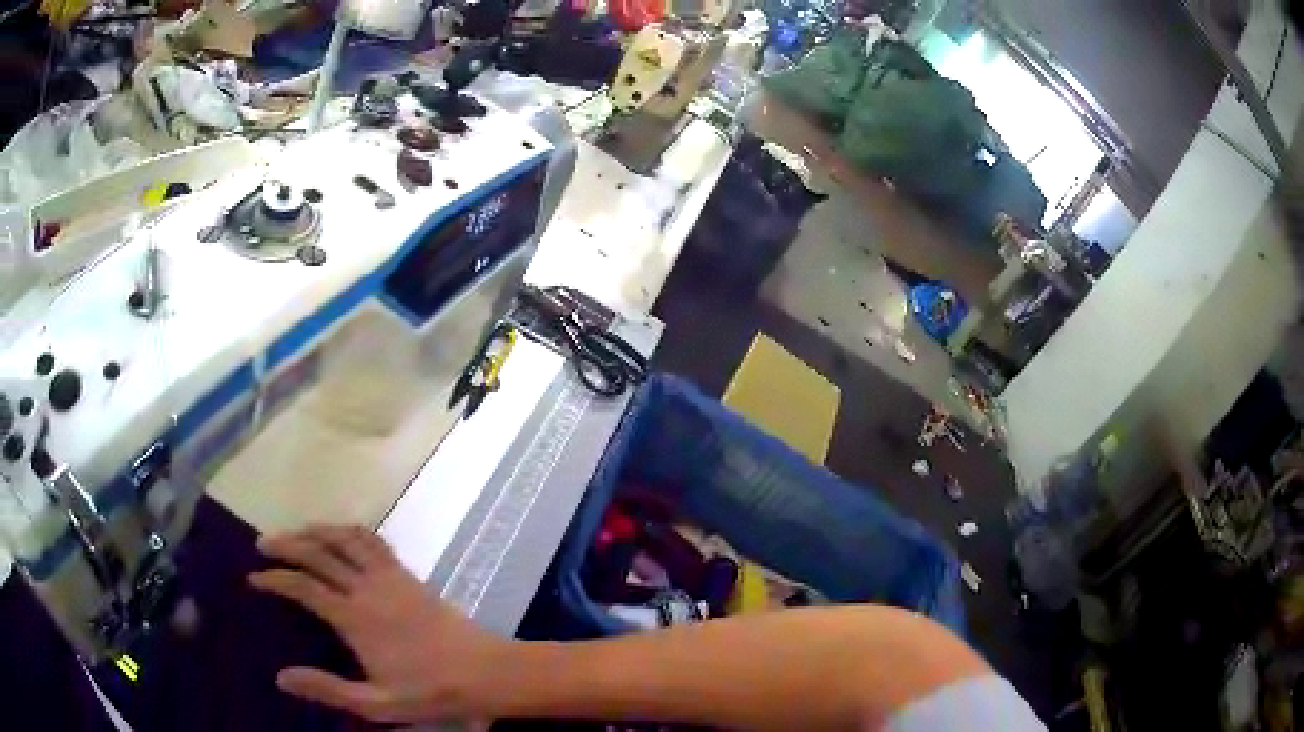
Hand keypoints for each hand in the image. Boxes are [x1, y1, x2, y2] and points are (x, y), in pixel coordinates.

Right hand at [249, 525, 513, 722]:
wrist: (485, 671)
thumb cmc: (430, 691)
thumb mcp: (376, 703)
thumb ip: (328, 689)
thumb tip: (281, 677)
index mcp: (355, 618)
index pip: (303, 587)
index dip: (275, 578)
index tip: (254, 578)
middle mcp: (368, 588)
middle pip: (318, 552)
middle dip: (286, 544)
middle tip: (262, 545)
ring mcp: (390, 577)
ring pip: (345, 538)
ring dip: (316, 530)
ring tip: (296, 533)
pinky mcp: (408, 575)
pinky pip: (375, 541)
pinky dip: (351, 531)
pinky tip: (342, 536)